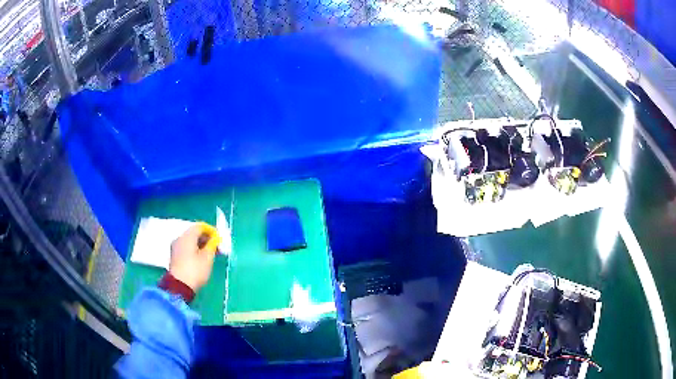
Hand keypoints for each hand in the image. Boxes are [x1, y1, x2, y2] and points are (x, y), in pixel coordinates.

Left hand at [169, 223, 220, 292]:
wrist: (179, 286)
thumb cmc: (195, 270)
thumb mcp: (208, 258)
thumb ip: (212, 245)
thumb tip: (215, 239)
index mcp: (187, 236)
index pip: (200, 226)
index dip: (211, 231)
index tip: (219, 239)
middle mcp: (179, 238)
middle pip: (194, 233)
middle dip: (206, 238)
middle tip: (216, 247)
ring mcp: (175, 247)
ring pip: (190, 241)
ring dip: (200, 244)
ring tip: (210, 254)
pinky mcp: (174, 256)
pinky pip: (186, 247)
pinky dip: (194, 249)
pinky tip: (201, 258)